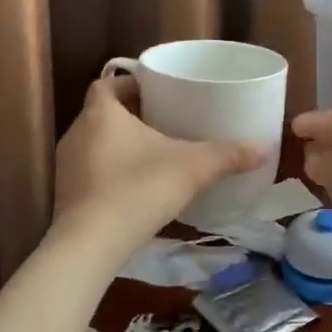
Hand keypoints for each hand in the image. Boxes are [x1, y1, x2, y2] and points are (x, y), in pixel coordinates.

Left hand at [53, 76, 264, 252]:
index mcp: (101, 114)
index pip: (107, 84)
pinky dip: (110, 173)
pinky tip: (136, 188)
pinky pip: (91, 172)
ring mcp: (68, 166)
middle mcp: (77, 133)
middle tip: (164, 121)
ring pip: (95, 143)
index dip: (131, 85)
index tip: (157, 93)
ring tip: (153, 154)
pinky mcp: (66, 196)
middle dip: (131, 116)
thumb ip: (227, 156)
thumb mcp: (192, 169)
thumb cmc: (138, 190)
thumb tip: (265, 148)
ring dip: (119, 145)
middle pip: (102, 113)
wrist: (90, 246)